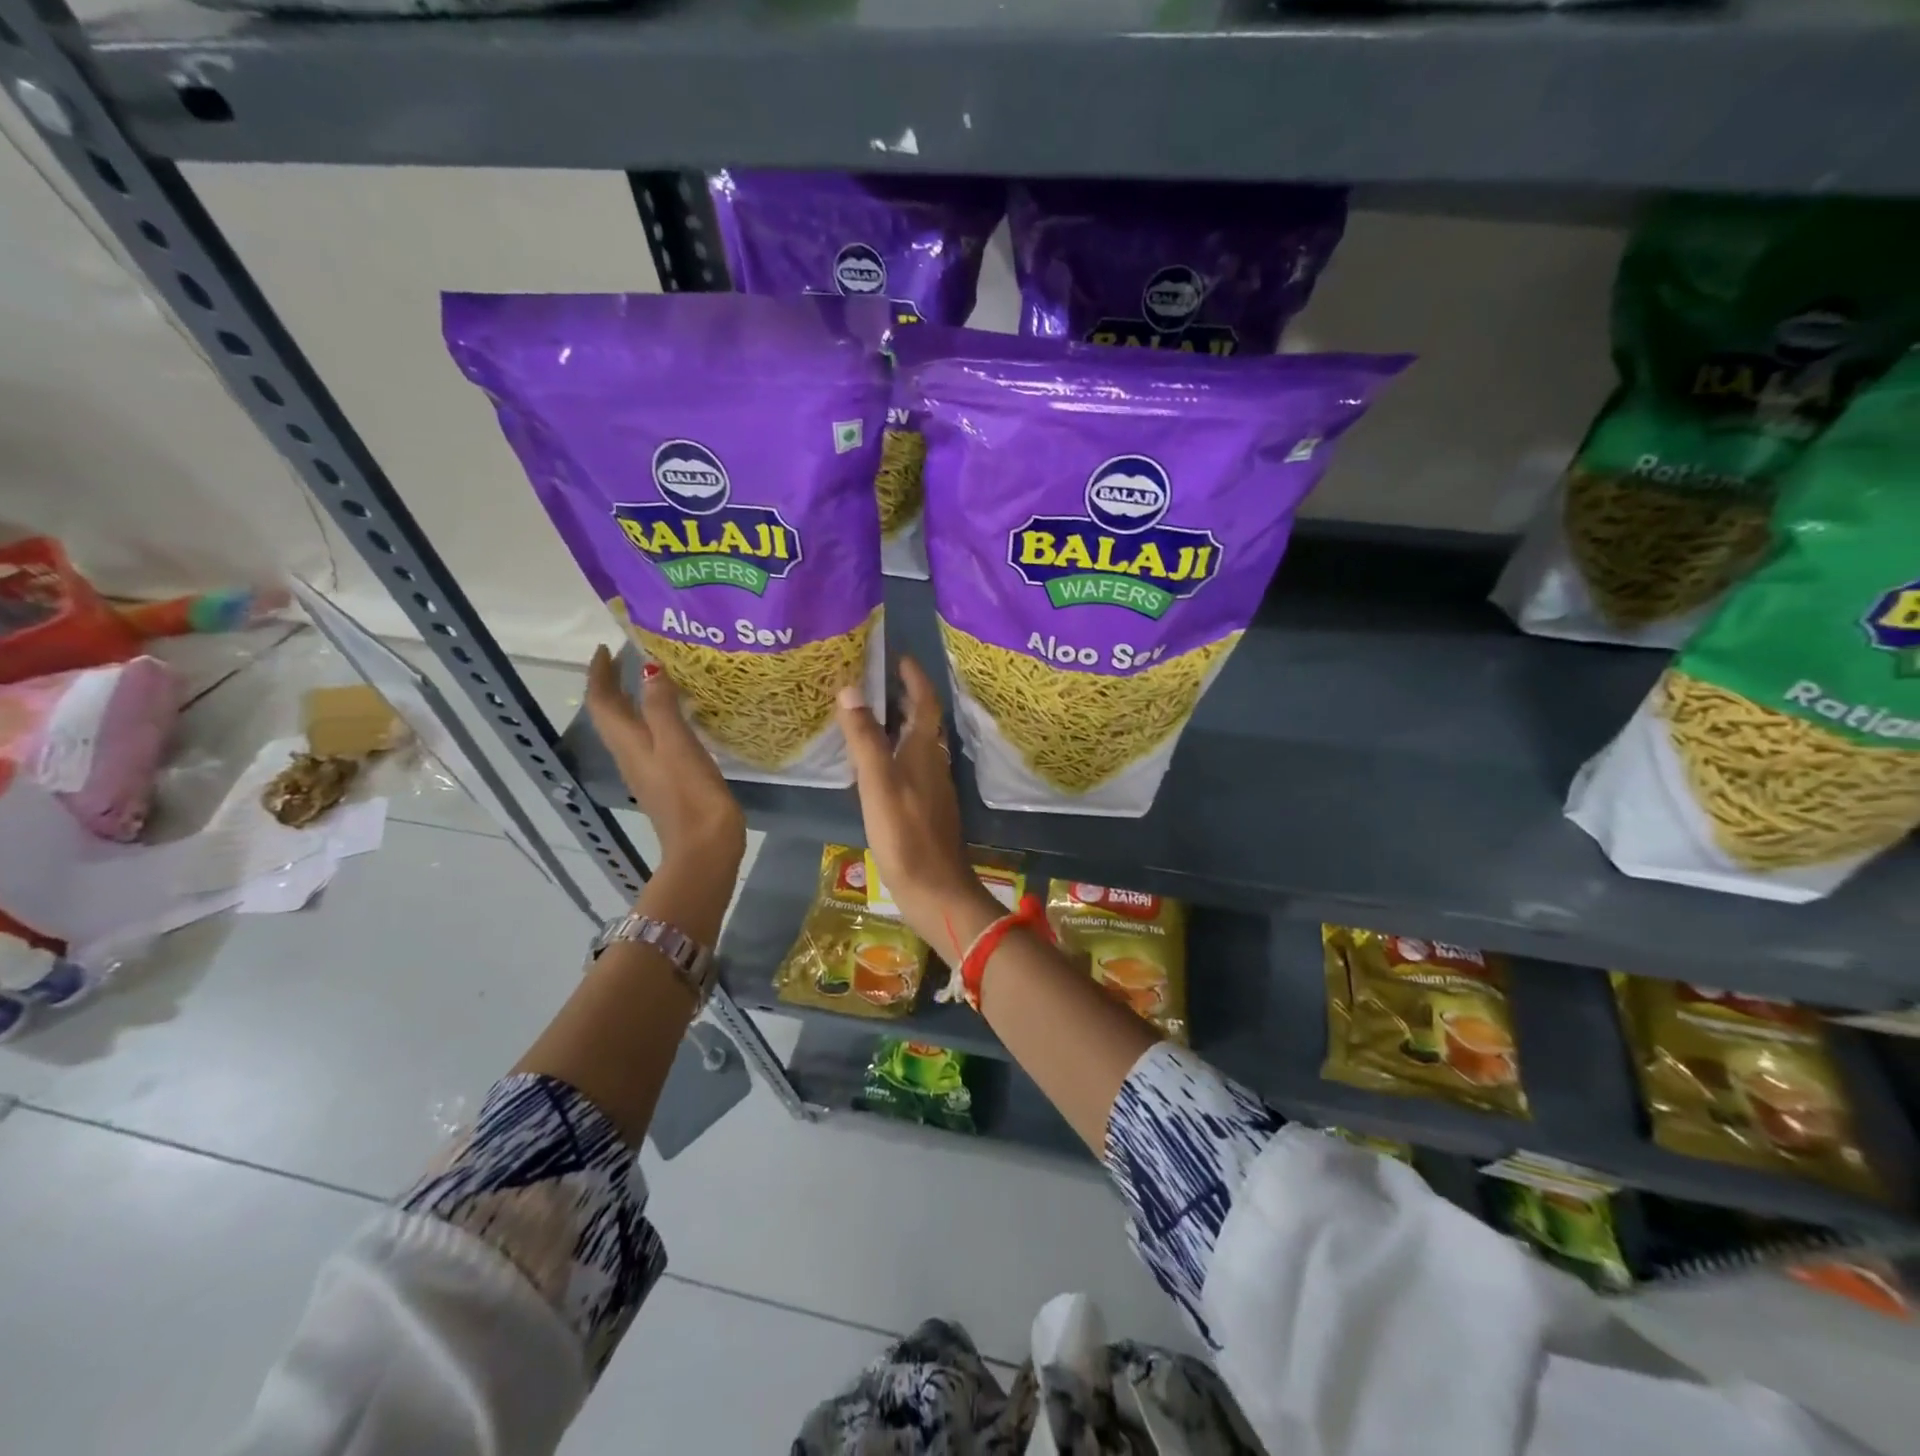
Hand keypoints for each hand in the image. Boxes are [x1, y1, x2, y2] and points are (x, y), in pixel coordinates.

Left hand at [586, 646, 744, 883]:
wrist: (703, 847)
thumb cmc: (690, 794)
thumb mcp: (677, 745)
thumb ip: (662, 707)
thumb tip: (649, 669)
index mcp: (629, 744)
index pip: (602, 702)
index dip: (599, 674)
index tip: (607, 648)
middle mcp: (631, 755)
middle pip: (612, 715)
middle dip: (614, 684)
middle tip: (628, 658)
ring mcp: (648, 771)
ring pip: (630, 728)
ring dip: (632, 701)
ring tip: (653, 679)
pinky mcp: (667, 782)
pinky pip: (651, 741)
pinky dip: (654, 720)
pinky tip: (677, 717)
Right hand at [836, 657, 1000, 961]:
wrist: (935, 889)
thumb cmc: (905, 834)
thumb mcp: (878, 783)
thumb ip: (865, 739)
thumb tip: (850, 689)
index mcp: (924, 751)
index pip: (925, 702)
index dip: (914, 677)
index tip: (898, 657)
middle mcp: (933, 763)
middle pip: (923, 720)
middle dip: (905, 696)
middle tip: (876, 680)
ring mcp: (933, 787)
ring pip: (918, 744)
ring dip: (900, 724)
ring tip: (871, 714)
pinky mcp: (926, 808)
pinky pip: (912, 766)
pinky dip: (896, 752)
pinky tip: (877, 763)